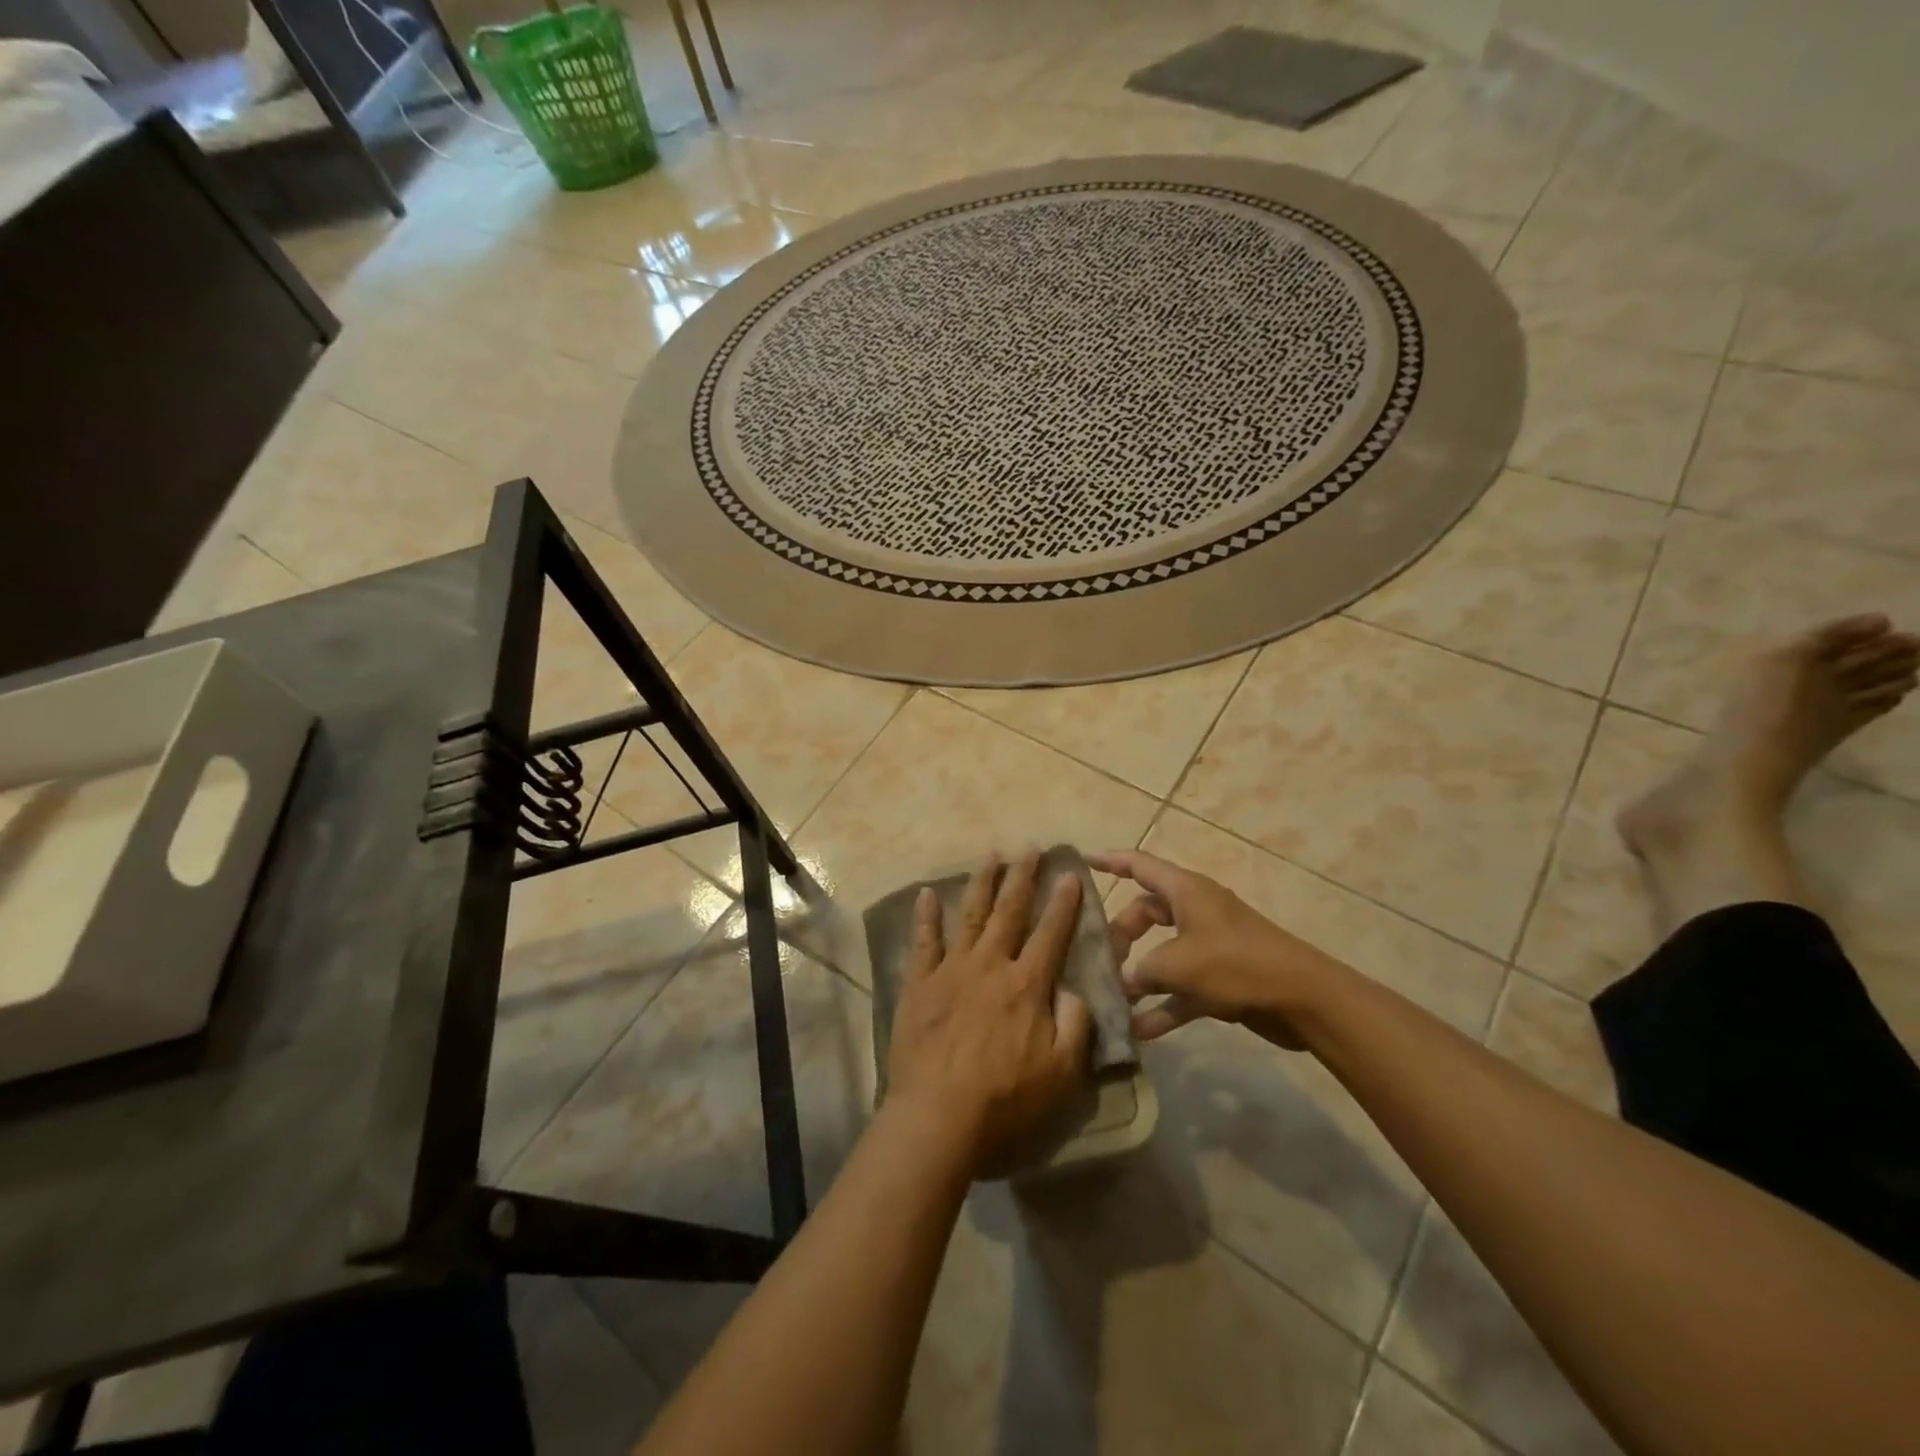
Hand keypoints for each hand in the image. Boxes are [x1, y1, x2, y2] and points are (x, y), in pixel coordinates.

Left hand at [886, 852, 1093, 1172]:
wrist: (939, 1114)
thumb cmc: (1006, 1099)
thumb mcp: (1062, 1072)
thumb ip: (1075, 1026)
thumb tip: (1074, 992)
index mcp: (1027, 984)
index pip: (1051, 934)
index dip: (1064, 903)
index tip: (1070, 875)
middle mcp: (991, 965)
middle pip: (1009, 912)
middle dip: (1022, 878)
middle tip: (1030, 849)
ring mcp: (952, 970)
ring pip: (970, 915)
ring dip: (982, 883)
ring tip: (990, 855)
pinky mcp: (920, 984)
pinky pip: (923, 942)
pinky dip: (925, 916)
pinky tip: (925, 894)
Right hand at [1089, 849, 1353, 1048]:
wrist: (1302, 999)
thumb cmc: (1235, 964)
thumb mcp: (1178, 964)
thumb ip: (1141, 971)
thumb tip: (1121, 982)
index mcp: (1186, 891)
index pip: (1139, 865)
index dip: (1110, 861)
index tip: (1082, 861)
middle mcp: (1195, 911)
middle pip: (1146, 913)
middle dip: (1121, 934)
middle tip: (1099, 958)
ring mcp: (1209, 945)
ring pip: (1162, 952)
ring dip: (1139, 975)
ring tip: (1111, 997)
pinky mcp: (1221, 978)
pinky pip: (1181, 987)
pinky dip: (1163, 1004)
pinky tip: (1140, 1031)